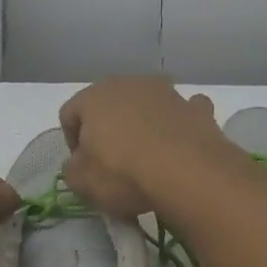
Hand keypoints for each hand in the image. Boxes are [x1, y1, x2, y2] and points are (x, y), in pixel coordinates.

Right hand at [58, 76, 236, 219]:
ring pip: (147, 105)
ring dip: (144, 124)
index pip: (70, 113)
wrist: (188, 174)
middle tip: (112, 162)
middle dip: (108, 129)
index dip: (71, 141)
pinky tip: (180, 147)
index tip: (82, 166)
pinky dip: (179, 125)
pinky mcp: (197, 108)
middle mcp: (130, 84)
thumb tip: (81, 163)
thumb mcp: (82, 182)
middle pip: (109, 105)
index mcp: (94, 96)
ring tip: (148, 158)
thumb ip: (73, 168)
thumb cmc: (123, 173)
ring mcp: (167, 93)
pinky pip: (182, 113)